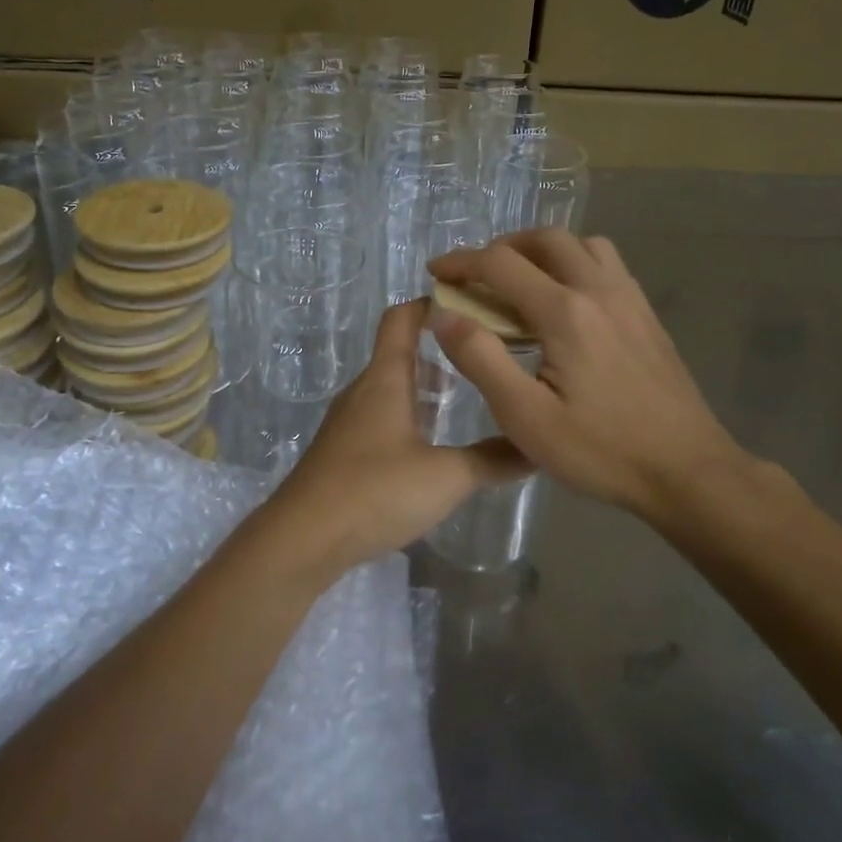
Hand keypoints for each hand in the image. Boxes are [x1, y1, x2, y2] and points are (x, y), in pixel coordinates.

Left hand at [262, 299, 530, 578]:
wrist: (303, 538)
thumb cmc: (375, 491)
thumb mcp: (447, 476)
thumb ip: (494, 460)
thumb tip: (538, 446)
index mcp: (385, 379)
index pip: (402, 319)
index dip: (430, 303)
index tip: (470, 303)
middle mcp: (363, 391)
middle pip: (399, 353)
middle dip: (438, 350)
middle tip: (482, 358)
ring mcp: (348, 422)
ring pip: (390, 389)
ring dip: (423, 387)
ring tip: (462, 400)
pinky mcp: (342, 452)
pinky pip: (380, 418)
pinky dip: (408, 416)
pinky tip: (430, 446)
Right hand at [429, 229, 765, 525]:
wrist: (688, 470)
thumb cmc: (601, 451)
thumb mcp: (525, 417)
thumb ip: (480, 359)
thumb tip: (443, 314)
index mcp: (565, 312)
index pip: (500, 264)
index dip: (460, 263)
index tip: (434, 274)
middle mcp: (599, 290)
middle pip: (545, 239)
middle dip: (501, 247)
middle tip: (476, 276)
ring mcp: (630, 300)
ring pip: (582, 245)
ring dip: (543, 250)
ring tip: (521, 283)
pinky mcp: (647, 316)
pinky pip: (607, 265)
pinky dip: (574, 264)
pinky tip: (565, 303)